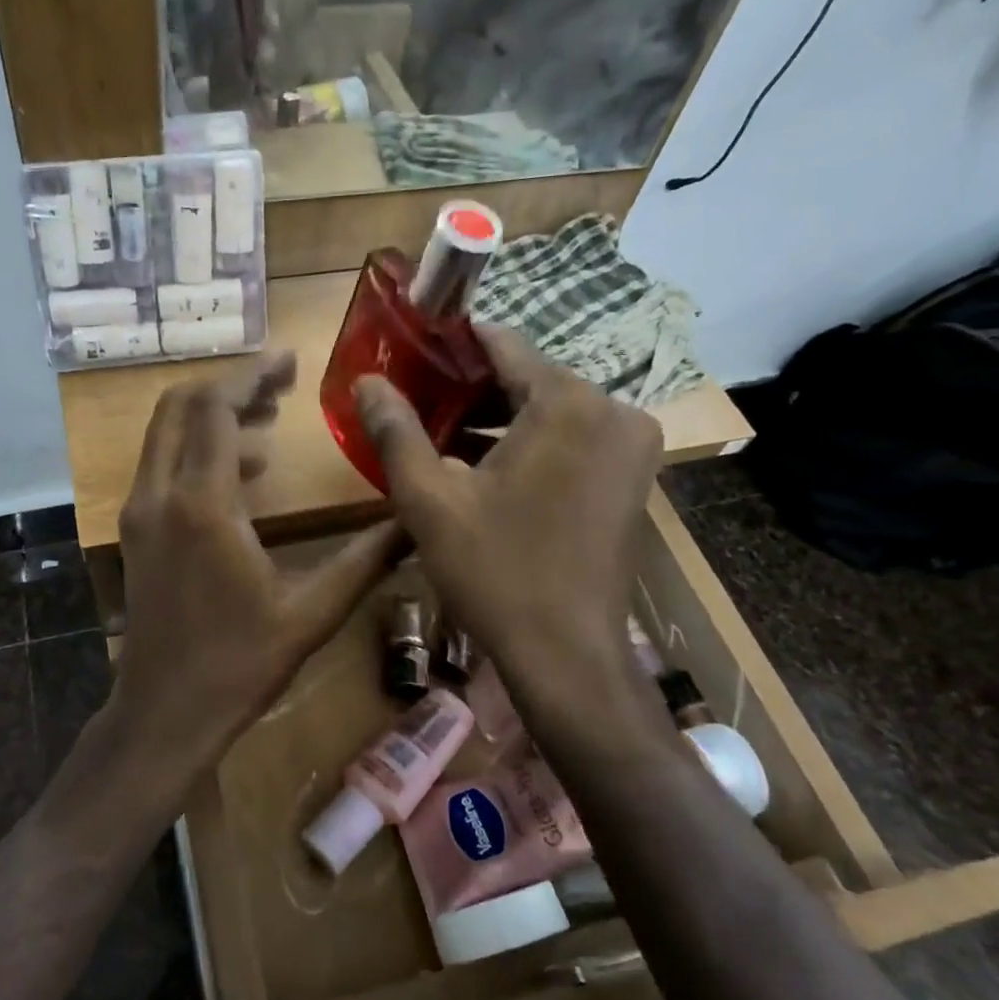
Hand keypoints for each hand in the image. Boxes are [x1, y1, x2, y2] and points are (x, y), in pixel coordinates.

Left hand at [103, 353, 403, 794]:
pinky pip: (162, 464)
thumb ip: (367, 559)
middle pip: (180, 406)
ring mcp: (139, 512)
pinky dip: (197, 449)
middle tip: (281, 386)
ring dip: (213, 417)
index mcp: (202, 504)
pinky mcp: (135, 531)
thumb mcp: (312, 612)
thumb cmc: (240, 664)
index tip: (291, 362)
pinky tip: (244, 475)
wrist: (166, 712)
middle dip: (231, 386)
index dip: (254, 376)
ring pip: (165, 433)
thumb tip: (415, 520)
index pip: (217, 408)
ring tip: (270, 425)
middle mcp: (159, 494)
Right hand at [353, 327, 660, 692]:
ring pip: (549, 411)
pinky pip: (572, 439)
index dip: (450, 344)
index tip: (409, 351)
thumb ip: (395, 430)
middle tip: (415, 403)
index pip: (502, 344)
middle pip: (527, 377)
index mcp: (568, 402)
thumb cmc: (495, 571)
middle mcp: (613, 410)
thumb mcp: (429, 499)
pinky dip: (528, 444)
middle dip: (469, 388)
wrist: (567, 655)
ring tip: (437, 435)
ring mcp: (630, 446)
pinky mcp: (632, 479)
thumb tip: (366, 380)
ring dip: (496, 419)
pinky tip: (482, 467)